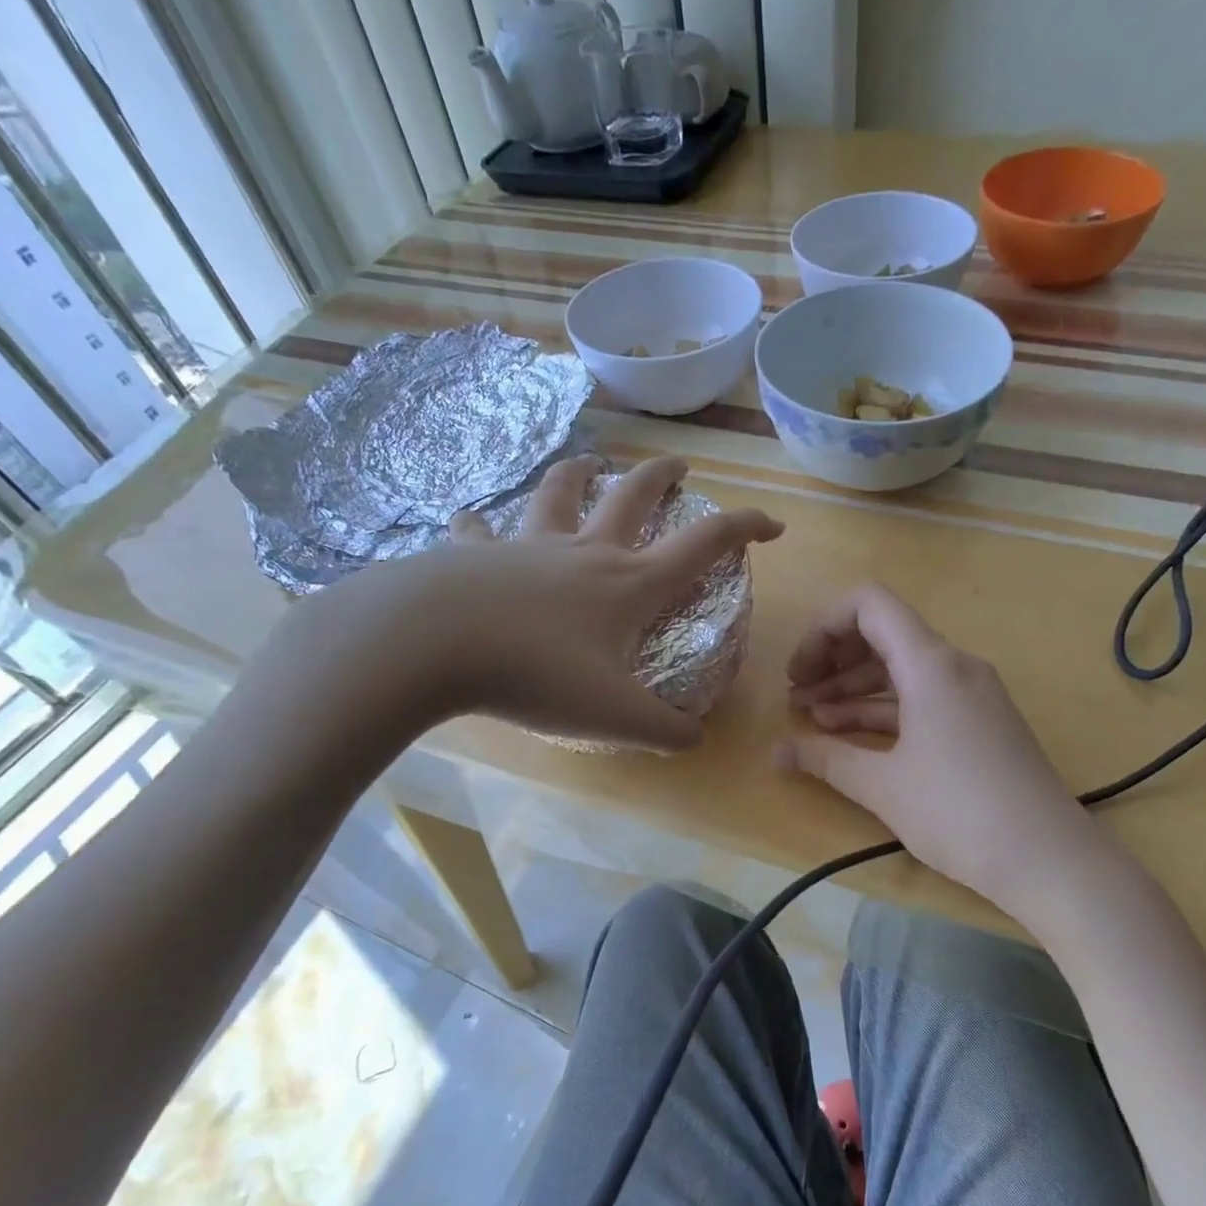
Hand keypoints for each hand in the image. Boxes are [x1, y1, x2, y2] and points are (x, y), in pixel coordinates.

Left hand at [249, 455, 782, 753]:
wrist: (432, 645)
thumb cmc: (536, 673)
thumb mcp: (615, 716)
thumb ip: (665, 732)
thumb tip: (696, 739)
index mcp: (628, 584)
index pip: (703, 545)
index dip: (745, 529)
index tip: (773, 525)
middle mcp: (584, 553)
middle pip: (633, 497)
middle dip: (662, 478)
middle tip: (678, 466)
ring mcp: (526, 547)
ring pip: (558, 495)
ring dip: (578, 476)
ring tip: (587, 465)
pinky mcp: (473, 555)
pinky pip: (479, 531)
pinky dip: (480, 525)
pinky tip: (470, 522)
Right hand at [776, 583, 1089, 906]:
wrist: (1048, 858)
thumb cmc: (959, 812)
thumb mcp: (882, 786)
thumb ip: (825, 759)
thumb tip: (776, 753)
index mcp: (930, 663)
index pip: (869, 604)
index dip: (823, 627)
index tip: (800, 671)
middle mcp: (954, 665)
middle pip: (883, 634)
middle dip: (832, 660)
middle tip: (796, 696)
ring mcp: (971, 693)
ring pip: (901, 669)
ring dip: (853, 688)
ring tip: (813, 718)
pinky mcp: (980, 721)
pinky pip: (922, 696)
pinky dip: (884, 708)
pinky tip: (850, 734)